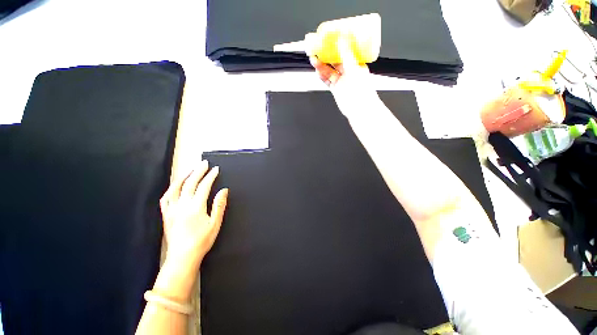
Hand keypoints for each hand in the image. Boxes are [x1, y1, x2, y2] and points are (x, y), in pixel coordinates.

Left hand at [160, 160, 227, 267]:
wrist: (183, 257)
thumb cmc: (202, 240)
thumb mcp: (215, 223)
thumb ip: (219, 205)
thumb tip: (224, 190)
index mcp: (195, 207)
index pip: (204, 186)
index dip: (210, 176)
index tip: (216, 169)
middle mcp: (182, 205)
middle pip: (190, 183)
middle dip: (198, 171)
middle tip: (204, 163)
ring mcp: (171, 209)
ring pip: (175, 188)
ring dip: (184, 176)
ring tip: (190, 169)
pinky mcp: (166, 214)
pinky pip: (166, 198)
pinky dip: (171, 189)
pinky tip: (175, 185)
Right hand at [309, 35, 376, 114]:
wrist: (359, 108)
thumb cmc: (363, 90)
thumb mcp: (354, 69)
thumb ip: (347, 55)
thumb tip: (342, 41)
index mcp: (356, 64)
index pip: (345, 51)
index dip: (336, 45)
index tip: (329, 40)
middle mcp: (349, 71)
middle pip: (335, 61)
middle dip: (326, 55)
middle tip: (317, 50)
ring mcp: (342, 81)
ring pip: (329, 71)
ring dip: (321, 66)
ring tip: (314, 60)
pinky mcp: (336, 89)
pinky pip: (327, 81)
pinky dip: (322, 77)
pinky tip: (317, 72)